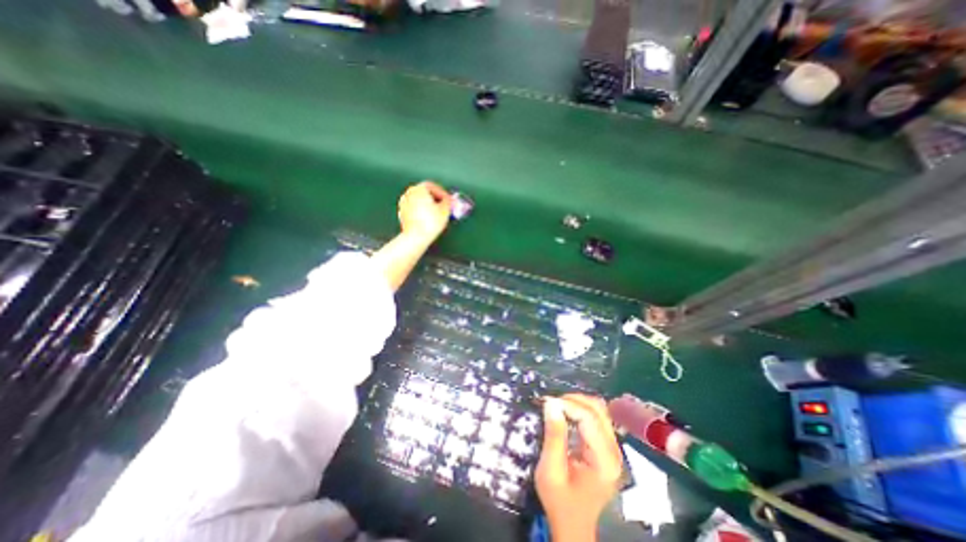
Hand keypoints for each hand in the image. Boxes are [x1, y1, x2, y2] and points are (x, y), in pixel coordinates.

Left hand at [396, 183, 453, 244]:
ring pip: (419, 201)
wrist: (416, 237)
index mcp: (419, 188)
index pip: (433, 186)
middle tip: (444, 207)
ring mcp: (404, 204)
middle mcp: (409, 193)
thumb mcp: (445, 210)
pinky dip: (421, 212)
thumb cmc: (430, 222)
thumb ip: (448, 202)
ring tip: (437, 214)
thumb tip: (450, 201)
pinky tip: (428, 219)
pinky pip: (414, 210)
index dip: (443, 193)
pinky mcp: (402, 214)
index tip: (449, 200)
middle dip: (435, 199)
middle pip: (425, 193)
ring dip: (428, 206)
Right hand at [536, 394, 618, 540]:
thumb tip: (551, 403)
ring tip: (557, 406)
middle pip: (598, 410)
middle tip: (551, 403)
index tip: (547, 402)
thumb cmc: (560, 501)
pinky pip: (596, 418)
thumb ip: (553, 436)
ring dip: (577, 403)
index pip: (590, 418)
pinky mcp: (607, 446)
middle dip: (573, 400)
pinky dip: (580, 410)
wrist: (572, 524)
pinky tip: (566, 414)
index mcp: (604, 460)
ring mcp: (613, 448)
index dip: (568, 405)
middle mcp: (614, 451)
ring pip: (599, 410)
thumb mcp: (550, 471)